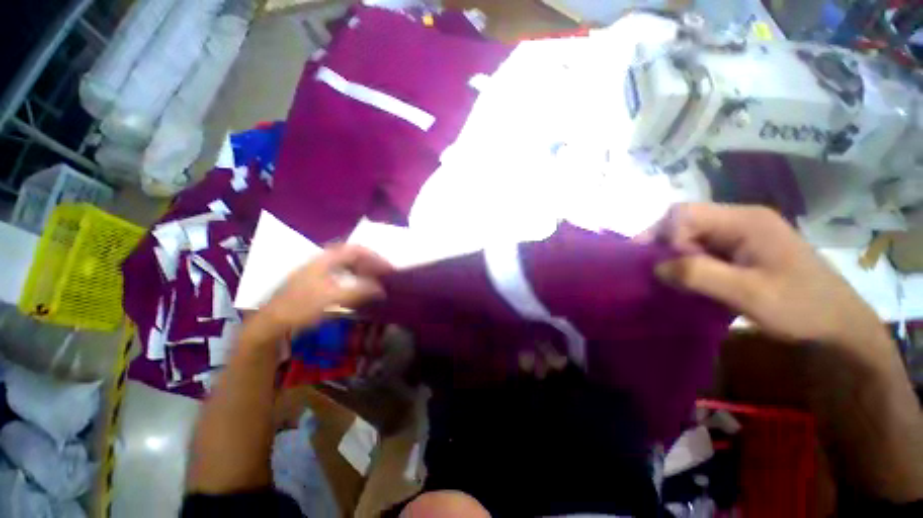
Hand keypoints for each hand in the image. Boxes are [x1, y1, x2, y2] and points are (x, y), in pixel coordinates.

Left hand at [259, 244, 392, 336]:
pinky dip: (354, 280)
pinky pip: (341, 275)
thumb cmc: (301, 306)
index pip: (356, 249)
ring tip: (375, 282)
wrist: (271, 323)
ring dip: (363, 271)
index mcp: (326, 259)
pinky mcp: (315, 283)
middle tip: (384, 275)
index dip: (375, 257)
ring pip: (347, 265)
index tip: (388, 268)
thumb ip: (360, 291)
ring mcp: (317, 271)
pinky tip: (358, 291)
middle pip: (352, 256)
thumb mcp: (333, 298)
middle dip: (371, 263)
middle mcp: (322, 261)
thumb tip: (382, 289)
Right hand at [641, 204, 890, 359]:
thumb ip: (699, 275)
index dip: (664, 236)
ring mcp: (744, 233)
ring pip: (692, 235)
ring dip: (677, 256)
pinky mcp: (744, 249)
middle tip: (662, 273)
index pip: (684, 213)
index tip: (662, 265)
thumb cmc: (800, 307)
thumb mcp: (748, 294)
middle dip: (666, 245)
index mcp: (745, 220)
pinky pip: (704, 248)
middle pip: (685, 221)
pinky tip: (692, 280)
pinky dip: (690, 262)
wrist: (839, 324)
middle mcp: (742, 219)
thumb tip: (656, 266)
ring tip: (675, 280)